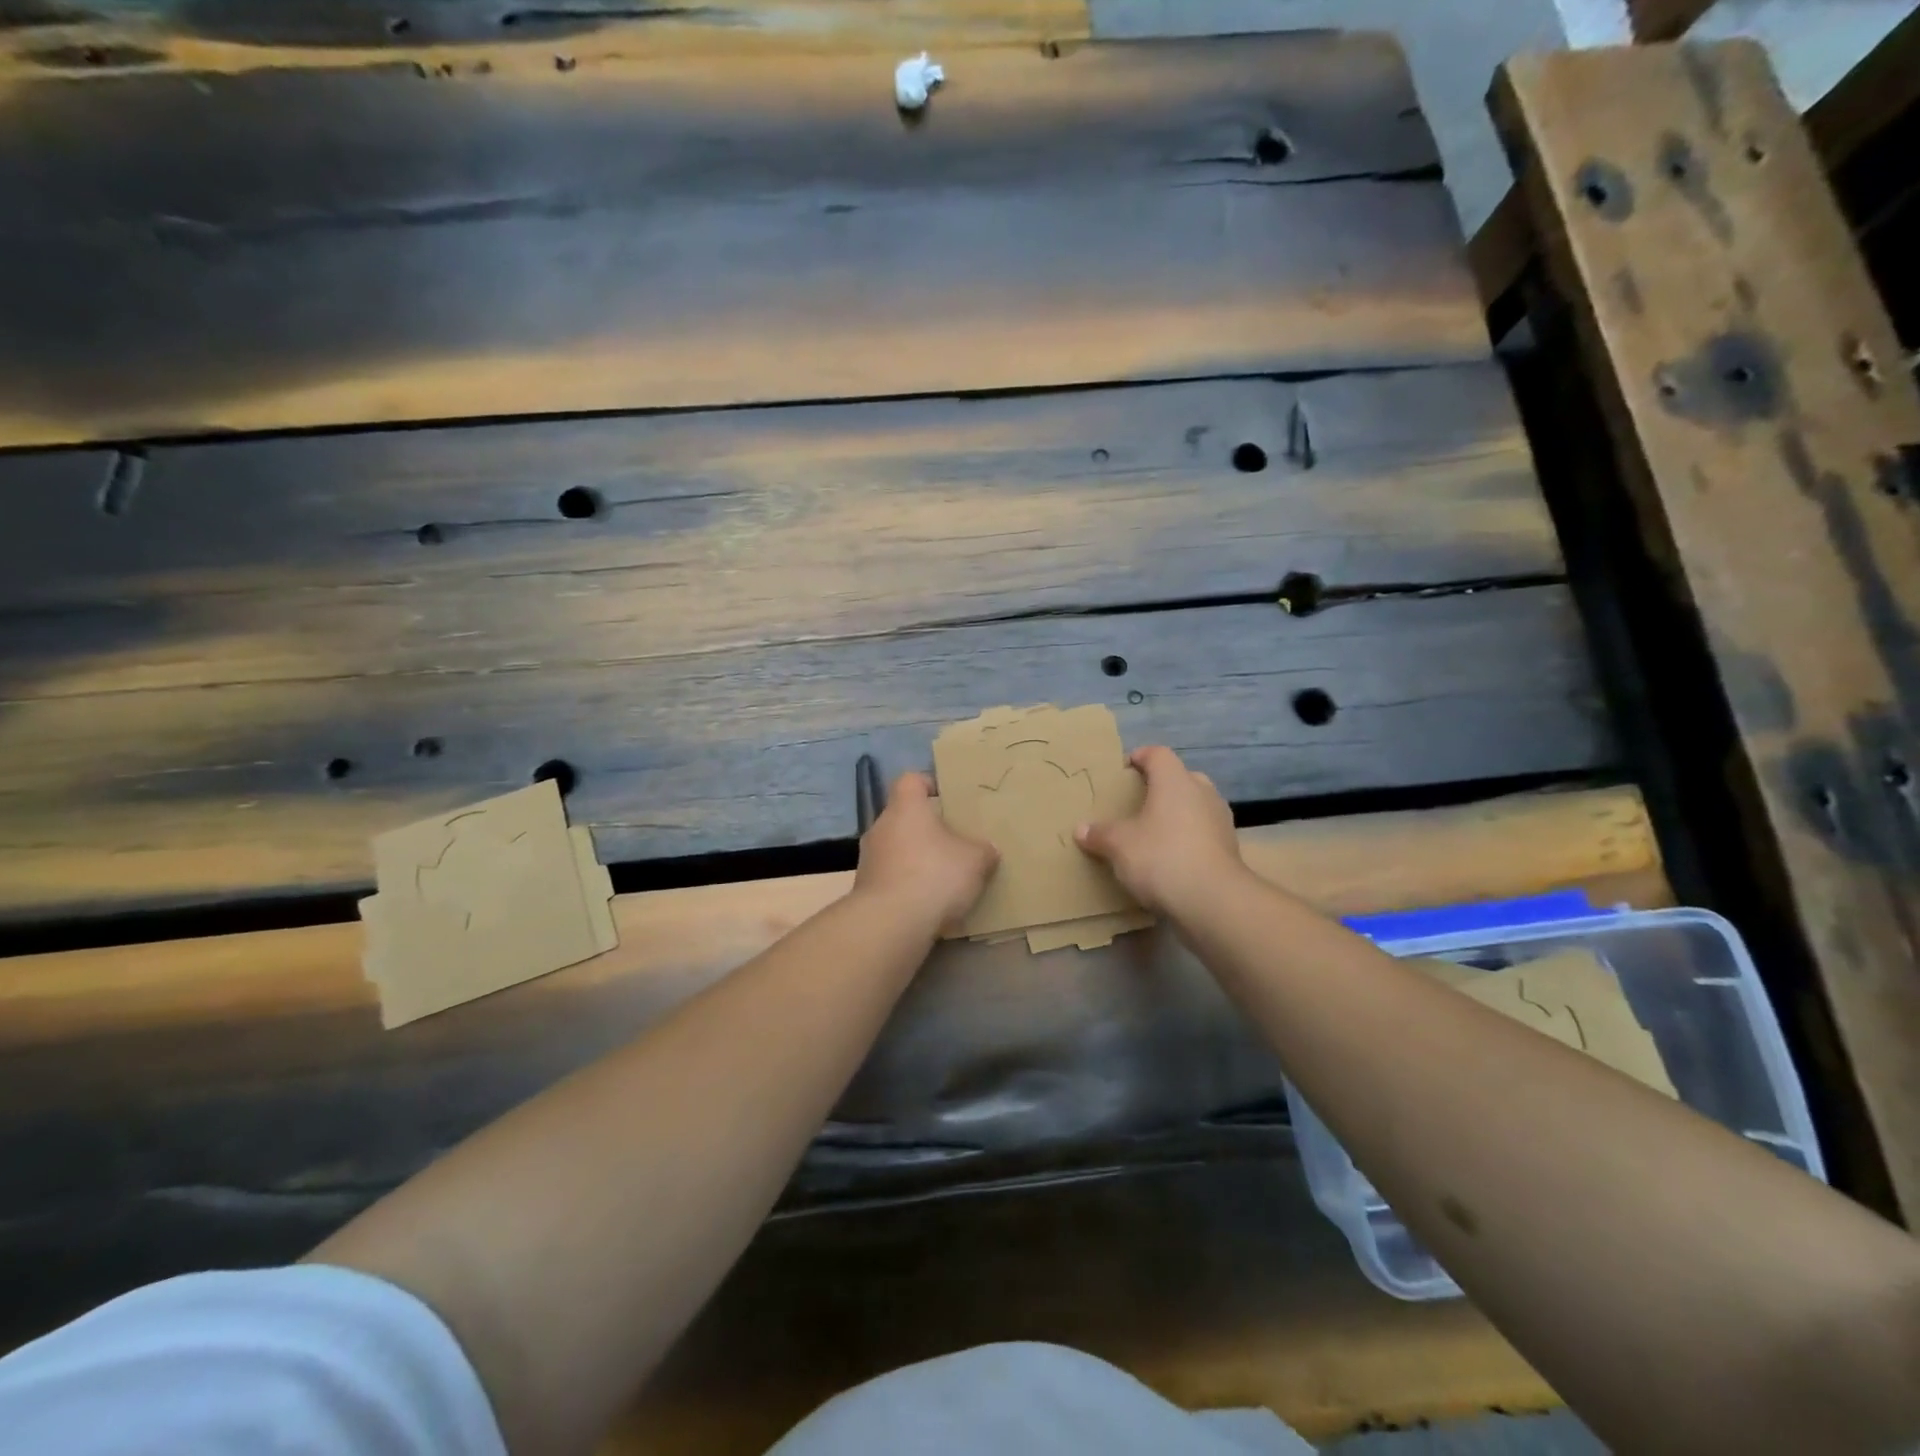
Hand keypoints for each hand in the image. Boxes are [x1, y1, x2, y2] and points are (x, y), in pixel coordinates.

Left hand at [854, 772, 998, 934]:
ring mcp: (868, 859)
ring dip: (915, 859)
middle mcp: (881, 827)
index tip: (946, 797)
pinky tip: (927, 902)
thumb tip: (988, 850)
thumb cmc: (934, 875)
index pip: (910, 780)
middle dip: (926, 828)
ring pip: (896, 849)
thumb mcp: (975, 861)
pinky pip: (890, 877)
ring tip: (942, 876)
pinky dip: (906, 885)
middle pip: (904, 817)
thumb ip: (983, 851)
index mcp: (906, 808)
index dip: (928, 784)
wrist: (890, 924)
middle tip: (953, 842)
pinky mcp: (864, 889)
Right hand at [1074, 745, 1244, 915]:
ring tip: (1156, 830)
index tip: (1125, 769)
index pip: (1158, 754)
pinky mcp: (1230, 848)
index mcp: (1175, 781)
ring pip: (1197, 805)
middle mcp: (1202, 793)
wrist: (1213, 901)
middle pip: (1181, 777)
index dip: (1140, 756)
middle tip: (1140, 801)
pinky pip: (1205, 832)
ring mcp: (1220, 820)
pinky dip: (1190, 838)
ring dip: (1179, 813)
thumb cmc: (1161, 857)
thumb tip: (1080, 829)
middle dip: (1162, 786)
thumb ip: (1100, 834)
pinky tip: (1173, 857)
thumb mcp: (1119, 846)